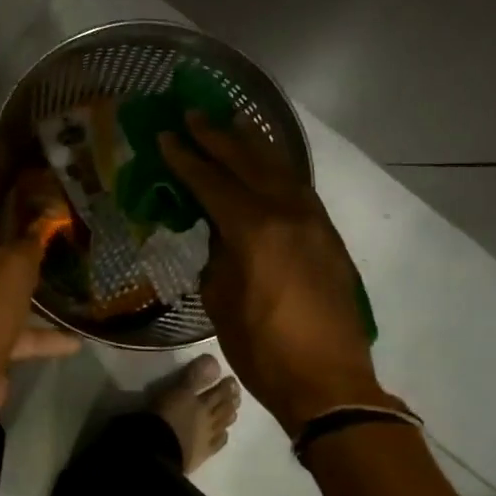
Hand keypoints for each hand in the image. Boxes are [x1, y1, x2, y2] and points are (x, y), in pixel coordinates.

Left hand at [0, 174, 81, 425]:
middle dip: (11, 229)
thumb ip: (31, 240)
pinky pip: (13, 332)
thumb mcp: (13, 266)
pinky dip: (40, 336)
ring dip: (26, 285)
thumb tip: (46, 216)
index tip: (9, 164)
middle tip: (45, 214)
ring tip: (61, 271)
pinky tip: (75, 340)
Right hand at [159, 115, 393, 434]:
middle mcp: (287, 214)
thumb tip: (220, 234)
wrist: (328, 382)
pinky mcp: (329, 237)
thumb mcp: (221, 300)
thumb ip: (217, 256)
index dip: (186, 158)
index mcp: (254, 230)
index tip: (166, 135)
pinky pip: (299, 189)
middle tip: (194, 114)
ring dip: (254, 144)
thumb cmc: (262, 349)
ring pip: (281, 169)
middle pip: (249, 163)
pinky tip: (268, 164)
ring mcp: (314, 223)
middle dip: (218, 136)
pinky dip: (278, 169)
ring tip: (234, 121)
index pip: (212, 182)